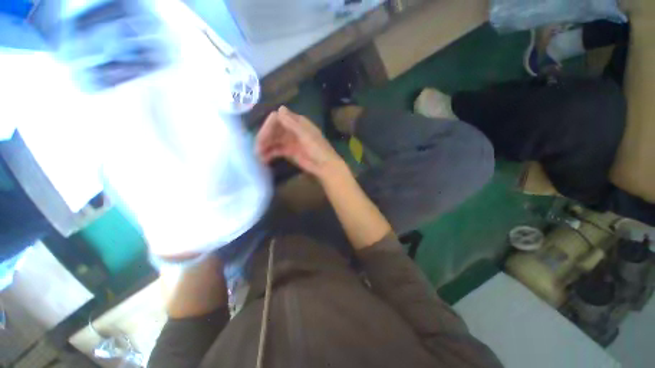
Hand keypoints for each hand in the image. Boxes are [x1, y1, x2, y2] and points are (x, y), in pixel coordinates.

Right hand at [256, 106, 347, 181]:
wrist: (324, 166)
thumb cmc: (318, 149)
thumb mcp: (306, 135)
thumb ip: (293, 124)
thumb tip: (279, 109)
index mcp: (297, 122)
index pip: (278, 118)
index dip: (269, 126)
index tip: (263, 137)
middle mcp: (291, 130)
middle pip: (274, 129)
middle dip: (264, 137)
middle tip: (257, 148)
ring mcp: (290, 141)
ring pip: (273, 140)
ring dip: (265, 146)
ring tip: (257, 155)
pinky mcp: (288, 152)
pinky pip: (276, 150)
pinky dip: (269, 154)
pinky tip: (264, 159)